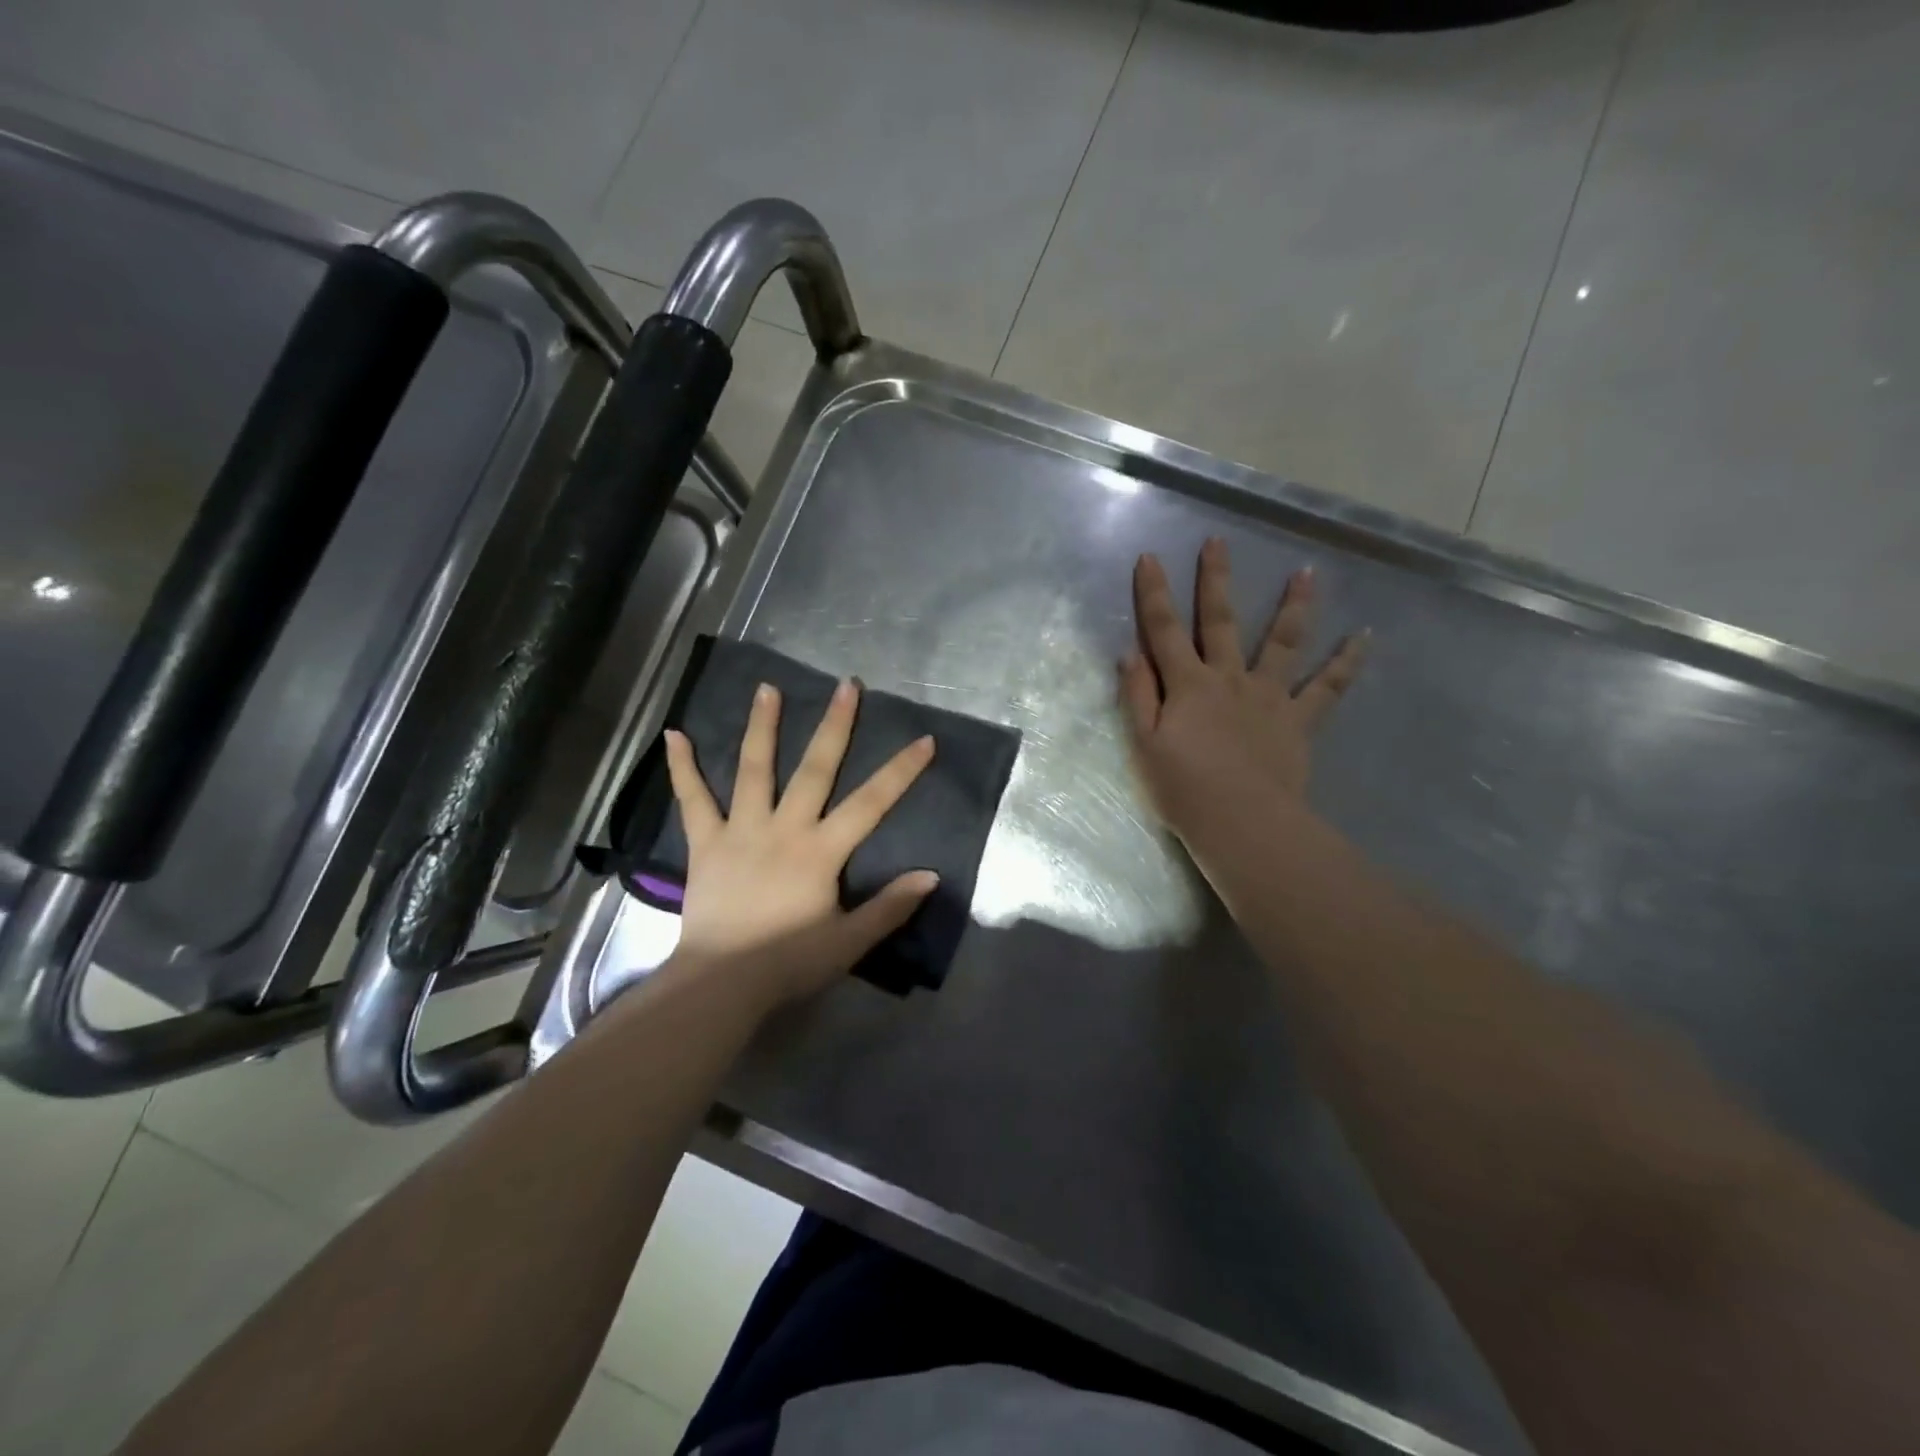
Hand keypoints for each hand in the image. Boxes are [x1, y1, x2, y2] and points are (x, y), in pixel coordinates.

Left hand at [661, 678, 937, 1007]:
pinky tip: (673, 735)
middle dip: (835, 726)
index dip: (900, 771)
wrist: (721, 983)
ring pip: (754, 769)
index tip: (923, 740)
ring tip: (767, 688)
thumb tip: (931, 875)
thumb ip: (890, 907)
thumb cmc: (788, 963)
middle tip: (847, 686)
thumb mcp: (849, 942)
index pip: (870, 803)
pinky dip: (682, 768)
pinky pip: (693, 800)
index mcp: (820, 851)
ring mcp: (740, 831)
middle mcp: (783, 828)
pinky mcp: (705, 843)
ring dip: (762, 727)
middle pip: (815, 769)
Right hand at [1119, 538, 1366, 853]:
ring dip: (1294, 605)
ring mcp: (1269, 696)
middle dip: (1216, 580)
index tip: (1149, 557)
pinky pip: (1329, 687)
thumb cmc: (1184, 789)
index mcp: (1188, 685)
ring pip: (1282, 642)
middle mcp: (1229, 678)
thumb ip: (1138, 697)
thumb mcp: (1144, 746)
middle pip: (1220, 622)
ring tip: (1308, 573)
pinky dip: (1347, 662)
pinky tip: (1365, 637)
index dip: (1154, 594)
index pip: (1164, 631)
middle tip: (1218, 542)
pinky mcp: (1299, 719)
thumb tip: (1130, 654)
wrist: (1243, 823)